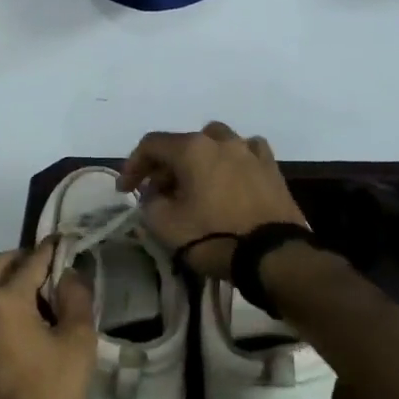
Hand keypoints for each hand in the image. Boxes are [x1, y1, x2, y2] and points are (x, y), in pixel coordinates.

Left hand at [0, 239, 94, 398]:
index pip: (31, 260)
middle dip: (23, 260)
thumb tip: (70, 273)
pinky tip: (20, 337)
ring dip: (10, 288)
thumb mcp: (78, 341)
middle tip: (48, 268)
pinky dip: (0, 316)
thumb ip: (76, 298)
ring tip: (38, 303)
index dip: (51, 249)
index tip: (65, 242)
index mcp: (7, 299)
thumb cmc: (53, 389)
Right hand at [118, 122, 306, 278]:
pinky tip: (229, 177)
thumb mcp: (164, 225)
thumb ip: (150, 202)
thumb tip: (155, 194)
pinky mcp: (272, 169)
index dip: (132, 165)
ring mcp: (250, 152)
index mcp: (192, 149)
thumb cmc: (213, 237)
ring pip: (216, 142)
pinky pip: (246, 153)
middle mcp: (221, 141)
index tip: (125, 191)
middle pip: (183, 143)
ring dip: (199, 158)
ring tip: (195, 182)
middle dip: (165, 165)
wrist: (272, 257)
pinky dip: (231, 161)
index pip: (151, 145)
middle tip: (157, 192)